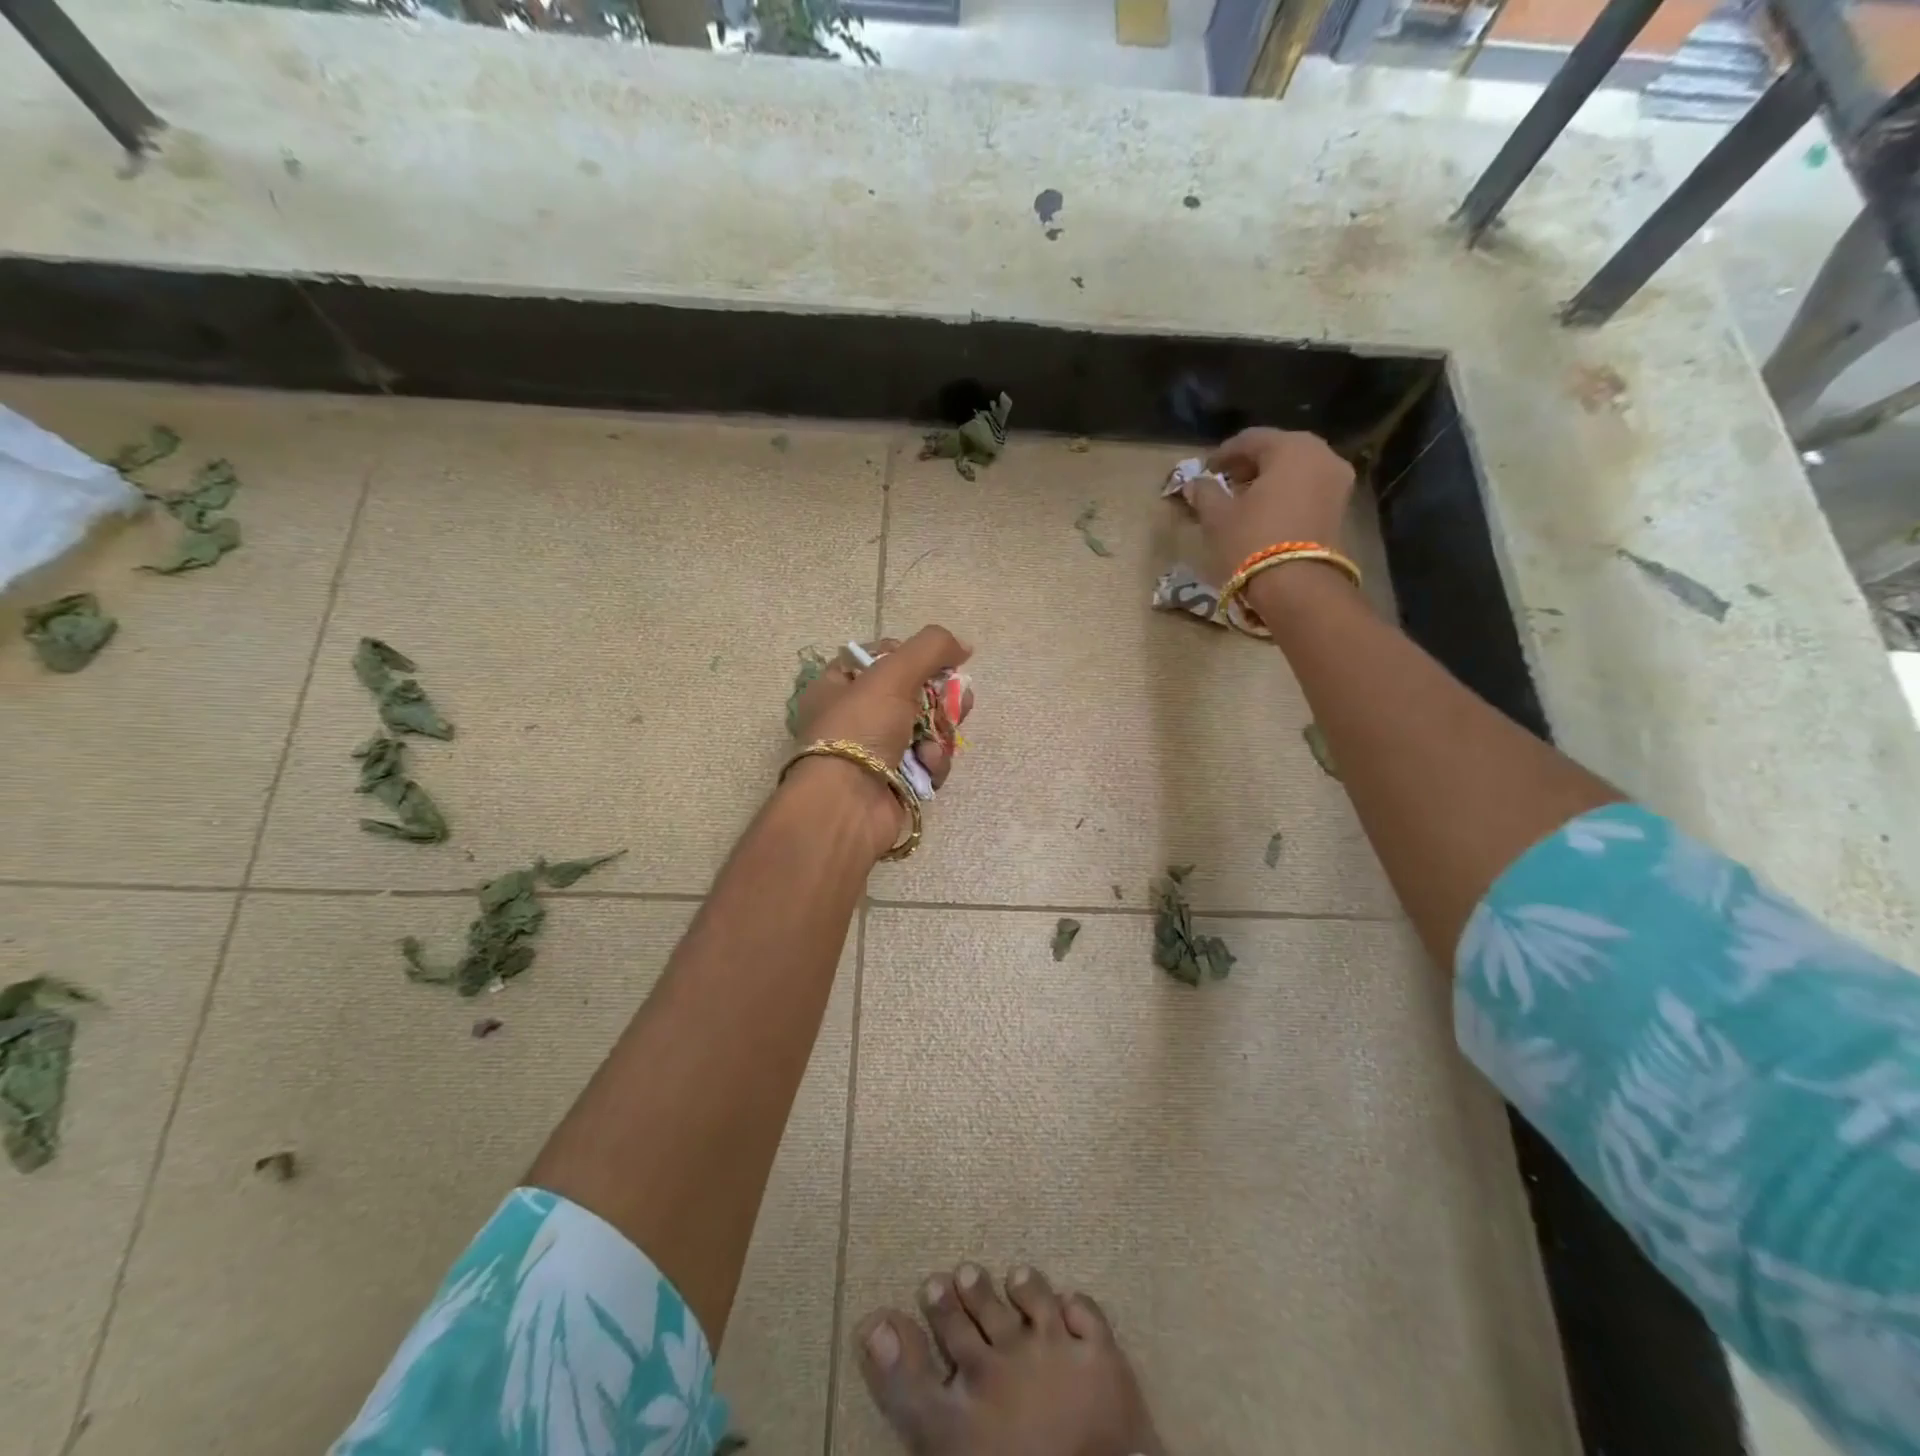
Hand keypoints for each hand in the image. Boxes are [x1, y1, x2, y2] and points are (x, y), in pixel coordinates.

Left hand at [787, 626, 973, 856]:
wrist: (849, 804)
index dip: (910, 655)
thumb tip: (964, 645)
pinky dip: (932, 762)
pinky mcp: (895, 781)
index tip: (935, 661)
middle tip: (959, 700)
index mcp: (837, 686)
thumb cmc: (861, 728)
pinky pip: (926, 762)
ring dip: (939, 733)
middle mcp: (853, 717)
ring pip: (925, 729)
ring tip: (938, 739)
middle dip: (939, 698)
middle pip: (911, 694)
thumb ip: (931, 647)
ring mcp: (875, 751)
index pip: (879, 657)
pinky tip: (926, 766)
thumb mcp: (893, 673)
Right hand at [1185, 427, 1355, 584]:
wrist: (1297, 586)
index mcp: (1290, 447)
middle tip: (1226, 482)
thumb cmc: (1251, 541)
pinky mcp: (1342, 506)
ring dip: (1270, 479)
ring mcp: (1337, 480)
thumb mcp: (1217, 517)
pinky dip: (1287, 493)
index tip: (1206, 470)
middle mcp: (1321, 454)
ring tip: (1245, 500)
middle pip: (1278, 450)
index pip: (1251, 439)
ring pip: (1296, 469)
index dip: (1224, 454)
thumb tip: (1195, 483)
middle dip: (1250, 464)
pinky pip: (1309, 487)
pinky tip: (1267, 512)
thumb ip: (1205, 493)